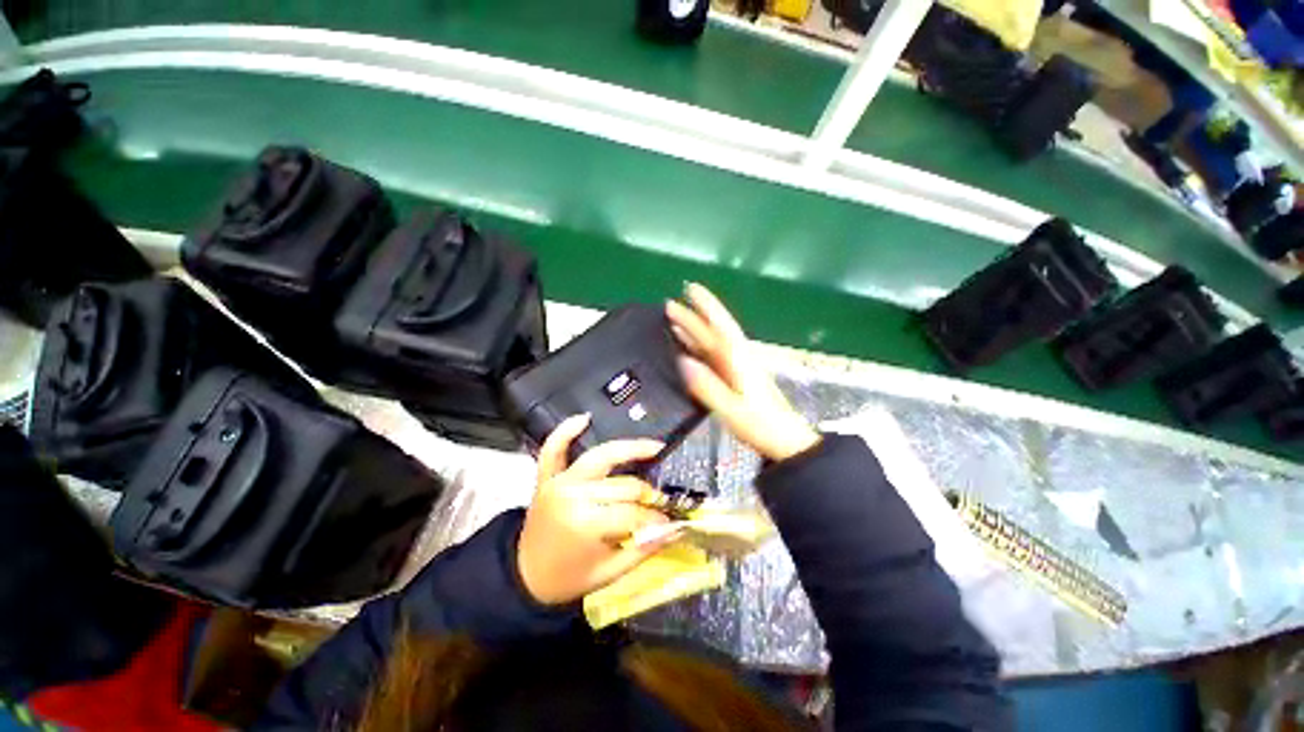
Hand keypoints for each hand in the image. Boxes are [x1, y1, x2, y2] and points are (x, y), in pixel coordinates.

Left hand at [517, 414, 681, 605]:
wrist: (524, 578)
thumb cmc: (569, 578)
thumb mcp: (610, 572)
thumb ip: (644, 549)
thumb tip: (677, 529)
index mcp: (586, 524)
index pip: (633, 513)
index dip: (655, 519)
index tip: (670, 523)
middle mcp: (573, 495)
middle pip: (622, 485)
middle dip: (647, 493)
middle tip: (661, 500)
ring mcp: (559, 482)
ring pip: (601, 457)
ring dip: (629, 449)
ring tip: (654, 446)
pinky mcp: (546, 477)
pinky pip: (553, 448)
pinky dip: (565, 431)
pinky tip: (584, 418)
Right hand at [667, 283, 819, 461]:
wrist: (784, 440)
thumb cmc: (760, 424)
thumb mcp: (731, 408)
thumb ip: (707, 386)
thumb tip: (683, 361)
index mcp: (738, 360)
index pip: (719, 326)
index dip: (706, 306)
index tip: (690, 289)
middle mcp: (738, 358)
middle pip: (713, 331)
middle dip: (693, 316)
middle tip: (669, 305)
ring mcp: (737, 367)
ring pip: (712, 342)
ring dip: (694, 330)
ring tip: (674, 321)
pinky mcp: (736, 377)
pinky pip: (713, 356)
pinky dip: (699, 348)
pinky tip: (689, 350)